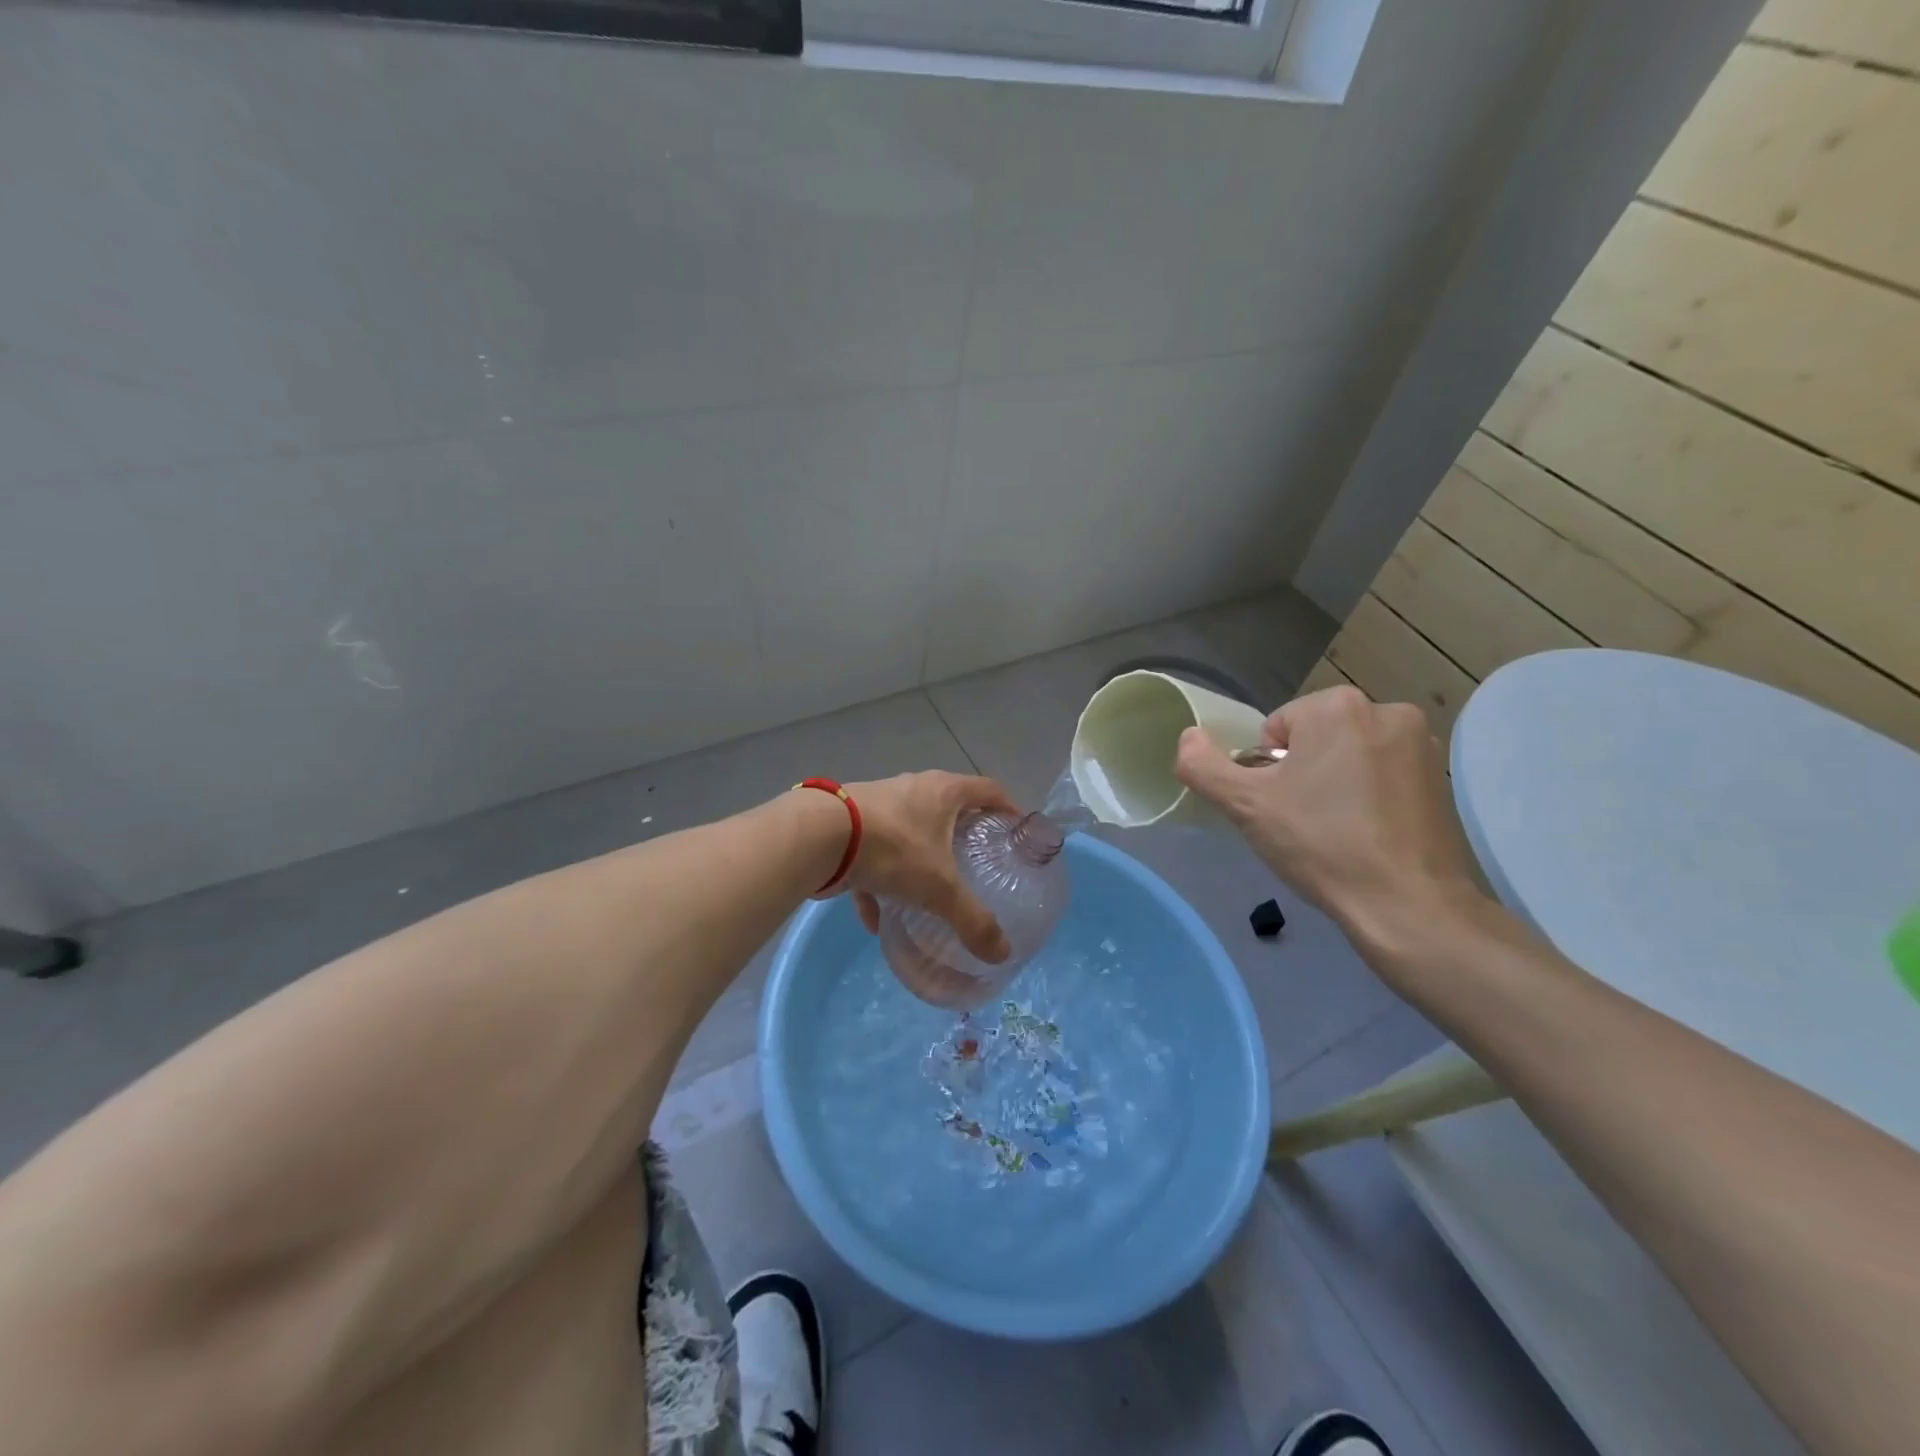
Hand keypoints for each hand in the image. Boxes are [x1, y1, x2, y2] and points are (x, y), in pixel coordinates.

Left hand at [841, 772, 1016, 998]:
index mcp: (945, 792)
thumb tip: (1002, 953)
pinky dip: (878, 884)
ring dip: (918, 859)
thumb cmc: (894, 848)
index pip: (989, 790)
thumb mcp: (939, 889)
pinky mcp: (851, 824)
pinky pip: (873, 855)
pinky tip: (876, 919)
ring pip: (909, 831)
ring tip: (928, 892)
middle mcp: (915, 789)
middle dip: (963, 835)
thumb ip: (972, 921)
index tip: (1017, 832)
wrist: (820, 835)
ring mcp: (880, 804)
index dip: (1008, 808)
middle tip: (977, 864)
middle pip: (949, 807)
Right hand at [1173, 686, 1485, 957]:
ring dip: (1335, 782)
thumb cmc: (1321, 844)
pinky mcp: (1441, 777)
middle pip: (1314, 738)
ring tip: (1338, 831)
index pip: (1276, 730)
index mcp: (1337, 706)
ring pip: (1348, 755)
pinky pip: (1382, 774)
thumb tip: (1188, 737)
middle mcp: (1386, 710)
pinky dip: (1369, 795)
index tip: (1282, 807)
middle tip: (1305, 821)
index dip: (1268, 771)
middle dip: (1303, 773)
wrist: (1407, 904)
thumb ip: (1203, 766)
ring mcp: (1421, 743)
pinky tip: (1369, 833)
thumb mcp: (1245, 805)